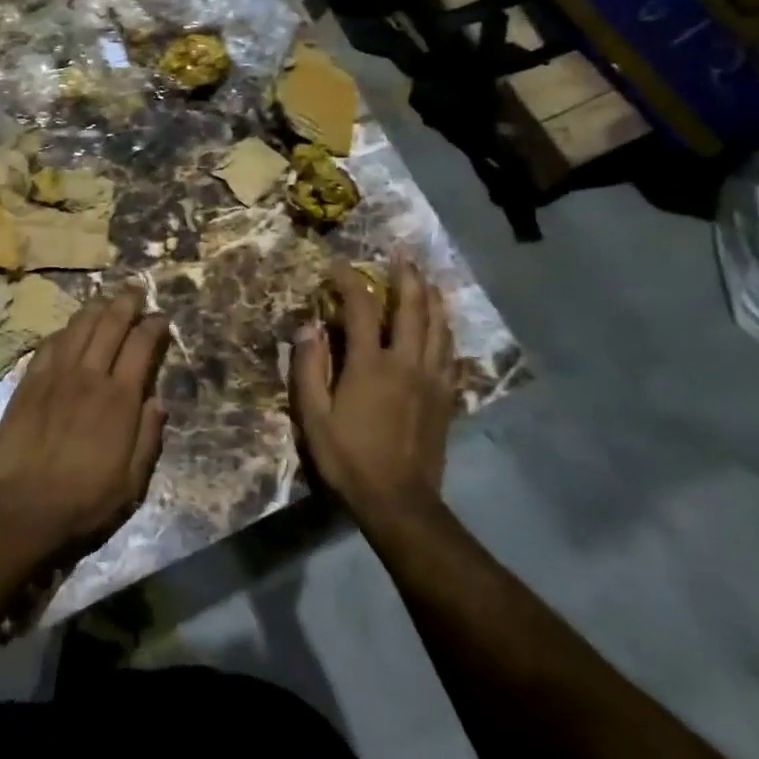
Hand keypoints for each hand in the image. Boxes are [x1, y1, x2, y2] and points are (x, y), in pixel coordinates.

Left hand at [0, 290, 168, 557]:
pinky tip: (69, 329)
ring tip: (105, 299)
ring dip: (95, 308)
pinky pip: (49, 344)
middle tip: (136, 290)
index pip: (141, 346)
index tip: (161, 318)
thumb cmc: (82, 501)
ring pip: (78, 326)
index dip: (153, 326)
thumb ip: (147, 438)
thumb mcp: (130, 483)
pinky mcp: (29, 382)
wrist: (20, 508)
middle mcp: (89, 376)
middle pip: (110, 324)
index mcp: (119, 399)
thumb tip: (157, 401)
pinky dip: (64, 331)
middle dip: (126, 302)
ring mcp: (55, 376)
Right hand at [290, 254, 457, 525]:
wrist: (400, 502)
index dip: (350, 282)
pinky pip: (450, 353)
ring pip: (439, 327)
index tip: (339, 265)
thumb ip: (308, 368)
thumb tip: (308, 326)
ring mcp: (431, 379)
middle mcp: (406, 362)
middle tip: (402, 255)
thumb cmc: (349, 458)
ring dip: (432, 298)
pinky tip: (444, 326)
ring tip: (427, 279)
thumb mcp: (313, 416)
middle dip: (406, 277)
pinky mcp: (445, 397)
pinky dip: (446, 331)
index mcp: (371, 364)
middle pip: (412, 308)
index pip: (362, 308)